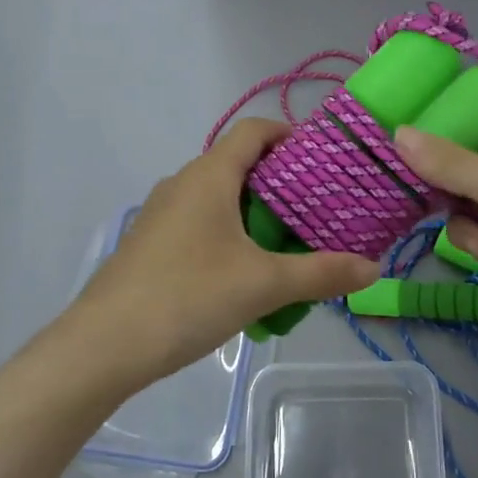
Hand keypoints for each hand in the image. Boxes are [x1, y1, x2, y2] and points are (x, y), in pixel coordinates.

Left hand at [69, 119, 378, 382]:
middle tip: (319, 210)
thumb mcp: (263, 285)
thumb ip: (321, 274)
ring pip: (219, 197)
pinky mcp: (151, 244)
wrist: (103, 346)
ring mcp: (161, 214)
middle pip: (239, 164)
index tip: (324, 160)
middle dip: (281, 182)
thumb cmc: (187, 297)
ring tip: (290, 243)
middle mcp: (183, 184)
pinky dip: (230, 233)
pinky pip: (200, 223)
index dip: (290, 135)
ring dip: (255, 212)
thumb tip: (374, 269)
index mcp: (209, 176)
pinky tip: (246, 273)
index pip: (254, 131)